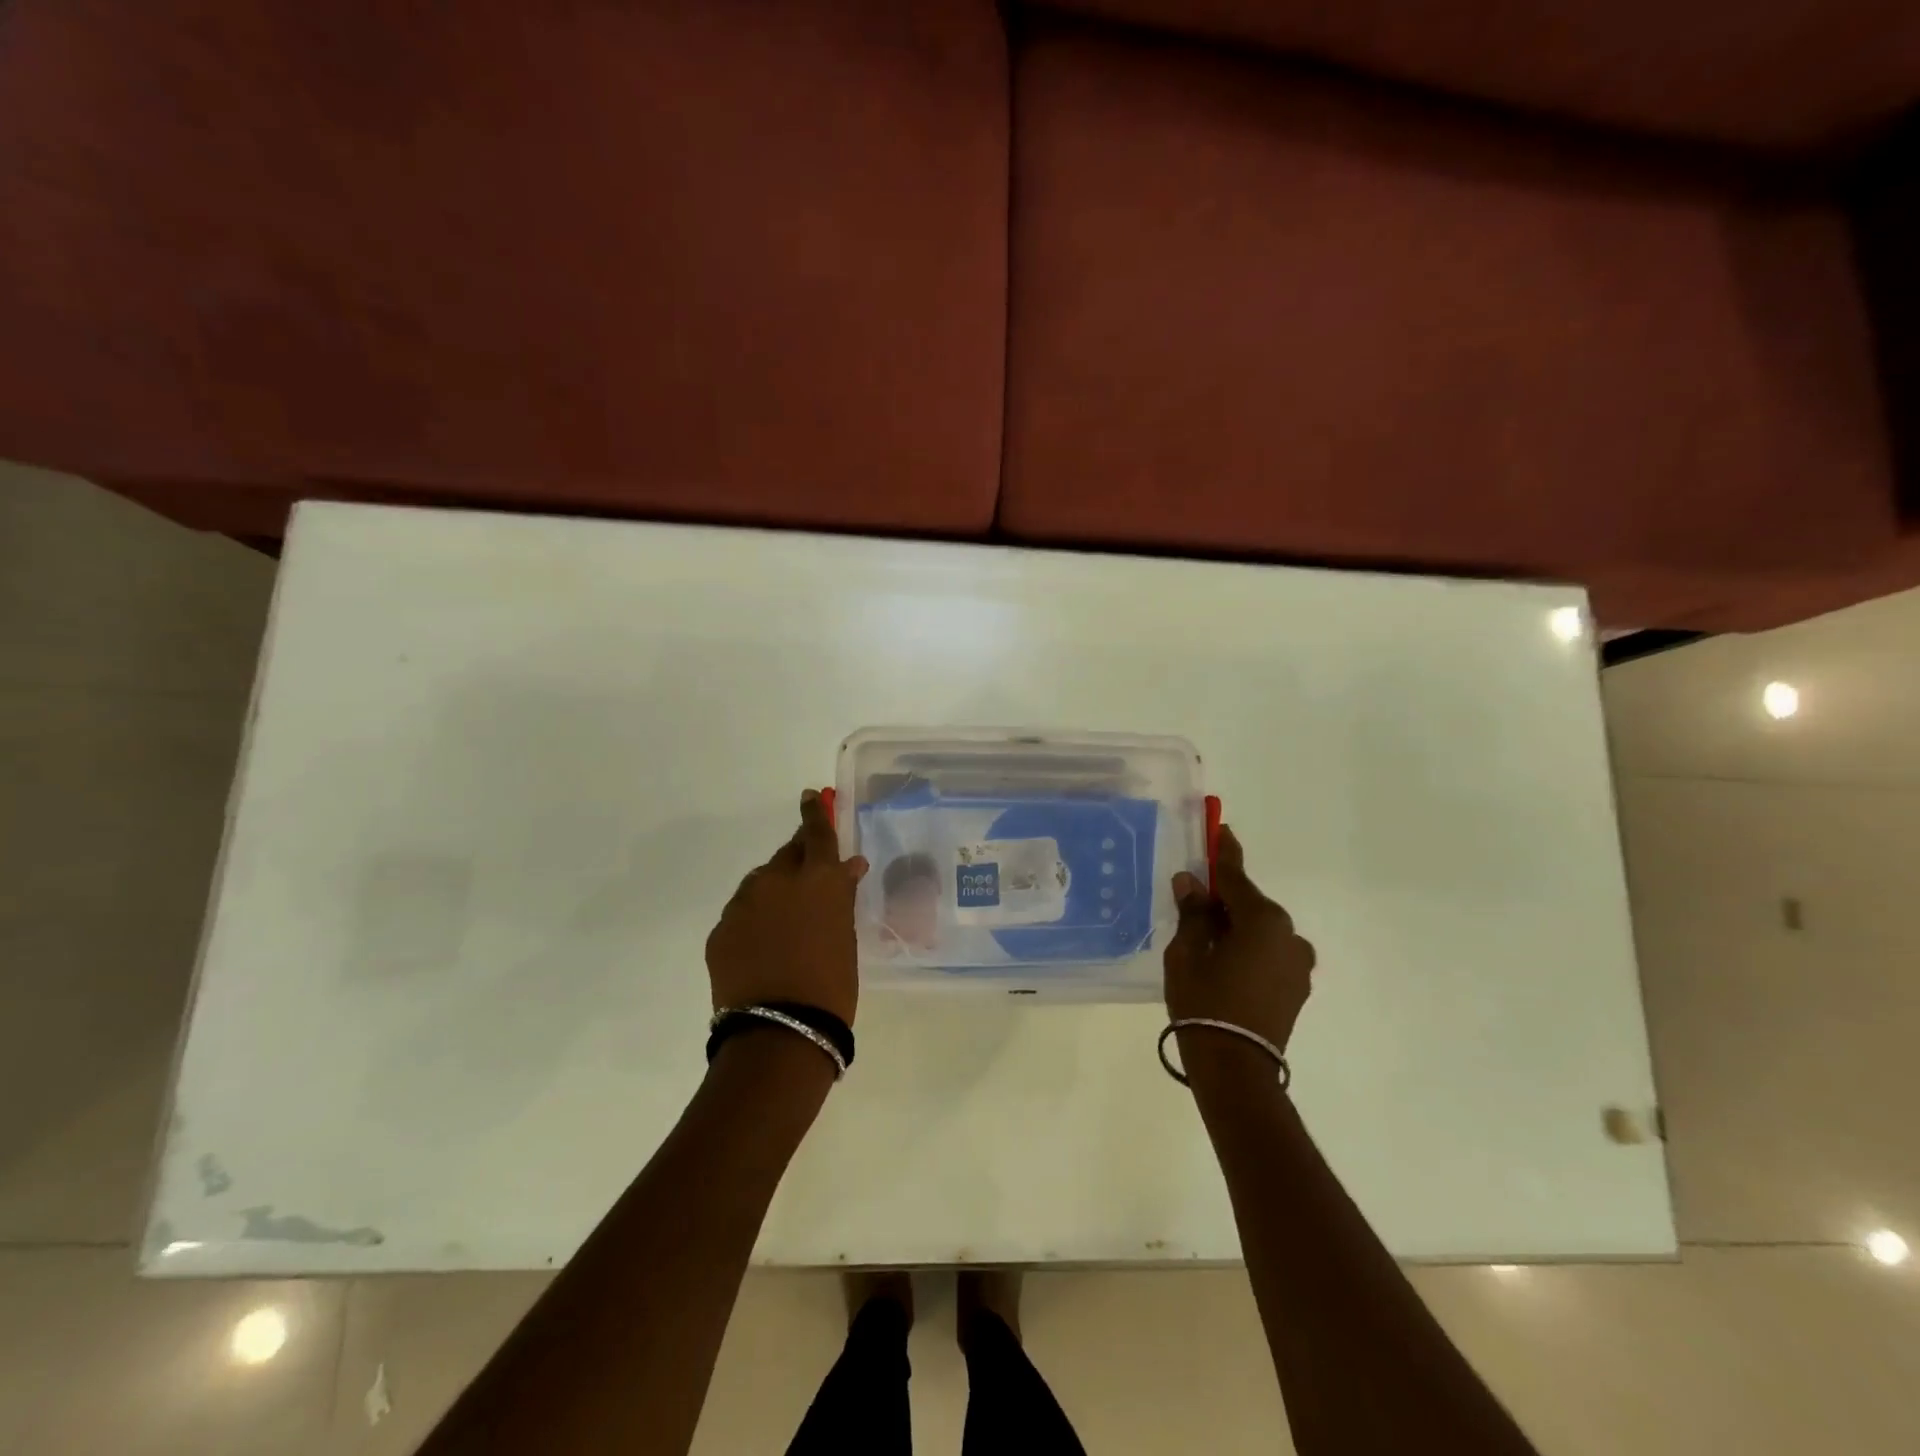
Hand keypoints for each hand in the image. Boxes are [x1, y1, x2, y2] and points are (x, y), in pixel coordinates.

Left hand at [706, 790, 868, 1024]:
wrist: (780, 1031)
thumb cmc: (832, 983)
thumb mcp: (846, 935)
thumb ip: (841, 896)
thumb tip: (848, 866)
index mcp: (817, 878)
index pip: (817, 833)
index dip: (815, 813)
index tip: (809, 796)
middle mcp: (776, 880)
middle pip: (786, 856)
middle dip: (797, 860)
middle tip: (808, 878)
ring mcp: (743, 904)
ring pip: (760, 884)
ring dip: (774, 892)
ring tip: (784, 924)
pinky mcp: (720, 930)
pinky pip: (741, 913)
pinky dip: (754, 920)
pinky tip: (762, 947)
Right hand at [1164, 825, 1315, 1074]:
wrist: (1235, 1068)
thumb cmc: (1204, 1003)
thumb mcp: (1187, 953)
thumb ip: (1193, 913)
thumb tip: (1191, 882)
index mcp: (1263, 920)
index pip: (1236, 877)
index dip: (1224, 852)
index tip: (1221, 829)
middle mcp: (1289, 935)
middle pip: (1250, 905)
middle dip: (1224, 899)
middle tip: (1195, 901)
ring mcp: (1298, 963)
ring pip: (1261, 931)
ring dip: (1237, 928)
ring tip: (1206, 943)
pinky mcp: (1297, 987)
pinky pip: (1269, 953)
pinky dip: (1249, 949)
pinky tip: (1226, 964)